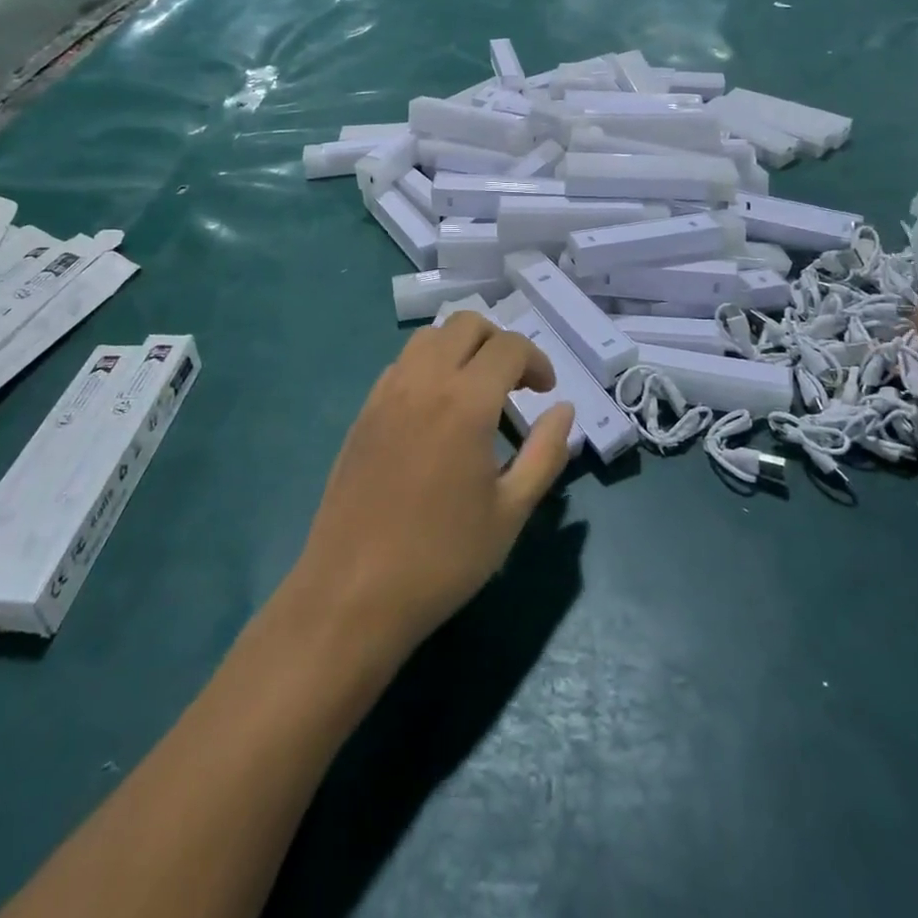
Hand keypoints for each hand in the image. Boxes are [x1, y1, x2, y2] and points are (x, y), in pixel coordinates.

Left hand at [294, 312, 573, 657]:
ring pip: (429, 337)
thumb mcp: (511, 512)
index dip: (536, 360)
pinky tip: (435, 411)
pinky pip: (401, 364)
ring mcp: (386, 393)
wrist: (352, 592)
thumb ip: (545, 453)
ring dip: (461, 348)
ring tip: (476, 391)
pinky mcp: (363, 412)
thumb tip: (564, 410)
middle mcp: (423, 381)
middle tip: (515, 384)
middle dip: (500, 342)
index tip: (545, 392)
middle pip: (466, 325)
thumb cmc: (442, 558)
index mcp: (465, 401)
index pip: (509, 347)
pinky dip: (428, 366)